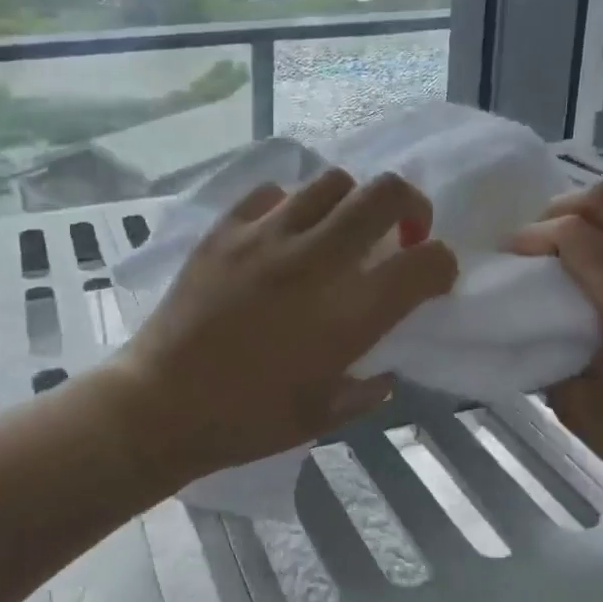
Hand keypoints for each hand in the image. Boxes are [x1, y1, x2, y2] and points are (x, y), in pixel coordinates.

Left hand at [107, 169, 458, 487]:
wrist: (160, 404)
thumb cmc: (246, 420)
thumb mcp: (322, 416)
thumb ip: (367, 390)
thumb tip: (384, 369)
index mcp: (348, 313)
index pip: (426, 262)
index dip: (442, 264)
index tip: (432, 278)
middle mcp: (315, 261)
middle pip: (386, 194)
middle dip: (411, 207)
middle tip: (400, 233)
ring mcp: (266, 237)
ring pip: (331, 181)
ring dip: (350, 203)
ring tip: (337, 233)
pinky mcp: (225, 229)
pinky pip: (273, 193)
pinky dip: (291, 207)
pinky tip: (282, 235)